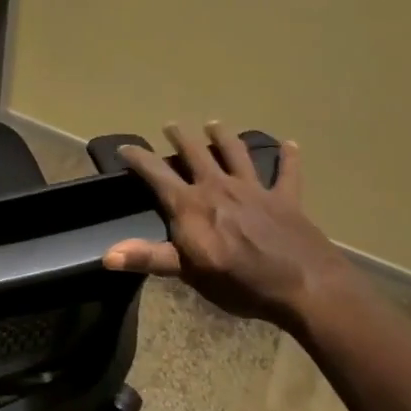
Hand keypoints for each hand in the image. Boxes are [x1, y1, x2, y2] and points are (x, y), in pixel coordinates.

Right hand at [101, 122, 347, 326]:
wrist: (303, 286)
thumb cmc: (239, 281)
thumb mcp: (188, 272)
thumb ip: (148, 257)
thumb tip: (107, 255)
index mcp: (191, 204)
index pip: (156, 173)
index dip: (138, 158)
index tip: (124, 147)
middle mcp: (218, 187)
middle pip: (195, 153)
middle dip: (181, 137)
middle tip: (171, 125)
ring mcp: (254, 190)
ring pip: (235, 153)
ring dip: (224, 137)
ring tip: (214, 124)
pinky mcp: (285, 199)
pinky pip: (288, 173)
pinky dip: (289, 158)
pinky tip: (291, 144)